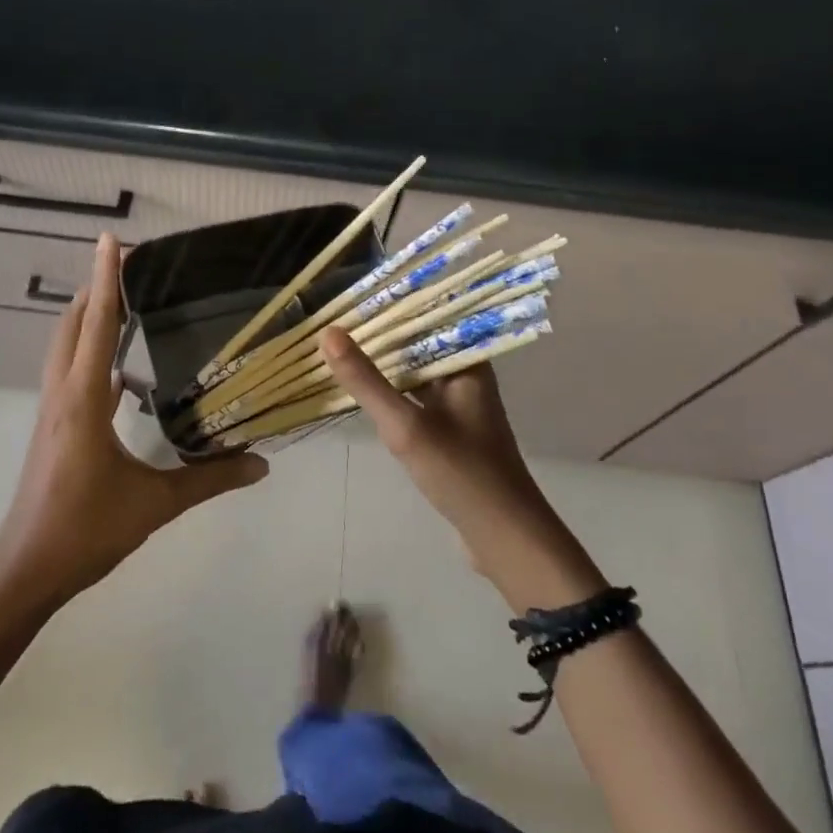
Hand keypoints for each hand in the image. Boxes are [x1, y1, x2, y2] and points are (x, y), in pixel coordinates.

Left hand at [0, 235, 267, 608]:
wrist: (26, 569)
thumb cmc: (85, 530)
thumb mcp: (154, 505)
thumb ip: (209, 480)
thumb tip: (261, 465)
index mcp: (84, 400)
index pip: (96, 325)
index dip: (105, 280)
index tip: (111, 241)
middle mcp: (63, 394)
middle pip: (72, 325)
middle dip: (94, 289)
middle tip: (126, 265)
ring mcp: (53, 410)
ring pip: (65, 347)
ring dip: (86, 317)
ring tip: (118, 301)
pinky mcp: (53, 427)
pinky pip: (69, 372)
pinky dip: (88, 352)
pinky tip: (116, 368)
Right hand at [320, 329, 601, 607]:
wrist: (503, 538)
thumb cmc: (461, 473)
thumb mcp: (406, 425)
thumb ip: (366, 380)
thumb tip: (328, 332)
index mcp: (467, 362)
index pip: (427, 314)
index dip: (390, 302)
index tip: (350, 294)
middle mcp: (466, 374)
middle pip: (419, 341)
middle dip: (380, 331)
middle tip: (334, 318)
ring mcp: (459, 403)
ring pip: (415, 370)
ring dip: (384, 361)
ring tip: (339, 345)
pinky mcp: (451, 429)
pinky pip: (416, 396)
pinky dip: (391, 389)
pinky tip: (363, 389)